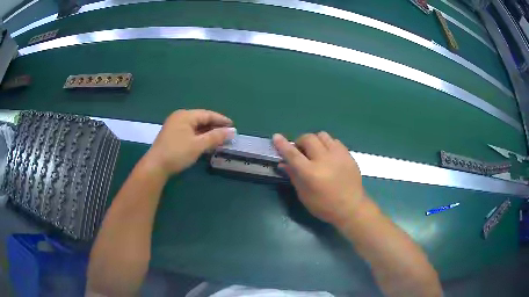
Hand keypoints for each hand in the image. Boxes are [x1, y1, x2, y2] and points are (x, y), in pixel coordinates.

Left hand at [145, 109, 234, 175]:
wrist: (155, 166)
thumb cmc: (177, 153)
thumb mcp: (198, 145)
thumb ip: (215, 137)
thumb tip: (232, 132)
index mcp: (185, 115)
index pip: (207, 114)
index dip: (221, 120)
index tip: (233, 126)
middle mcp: (179, 117)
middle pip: (201, 119)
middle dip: (214, 126)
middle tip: (227, 134)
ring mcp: (174, 126)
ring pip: (195, 126)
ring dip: (207, 132)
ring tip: (219, 139)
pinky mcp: (172, 135)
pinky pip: (189, 132)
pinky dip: (199, 136)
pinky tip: (205, 143)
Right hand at [273, 132, 366, 226]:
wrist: (351, 207)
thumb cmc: (324, 206)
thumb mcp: (304, 195)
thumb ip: (294, 176)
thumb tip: (283, 163)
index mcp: (311, 173)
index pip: (293, 154)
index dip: (282, 144)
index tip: (276, 136)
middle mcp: (324, 160)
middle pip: (308, 138)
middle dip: (300, 142)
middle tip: (300, 151)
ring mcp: (338, 155)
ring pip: (322, 135)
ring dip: (315, 141)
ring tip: (315, 152)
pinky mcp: (348, 154)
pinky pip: (334, 141)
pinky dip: (327, 144)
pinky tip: (328, 155)